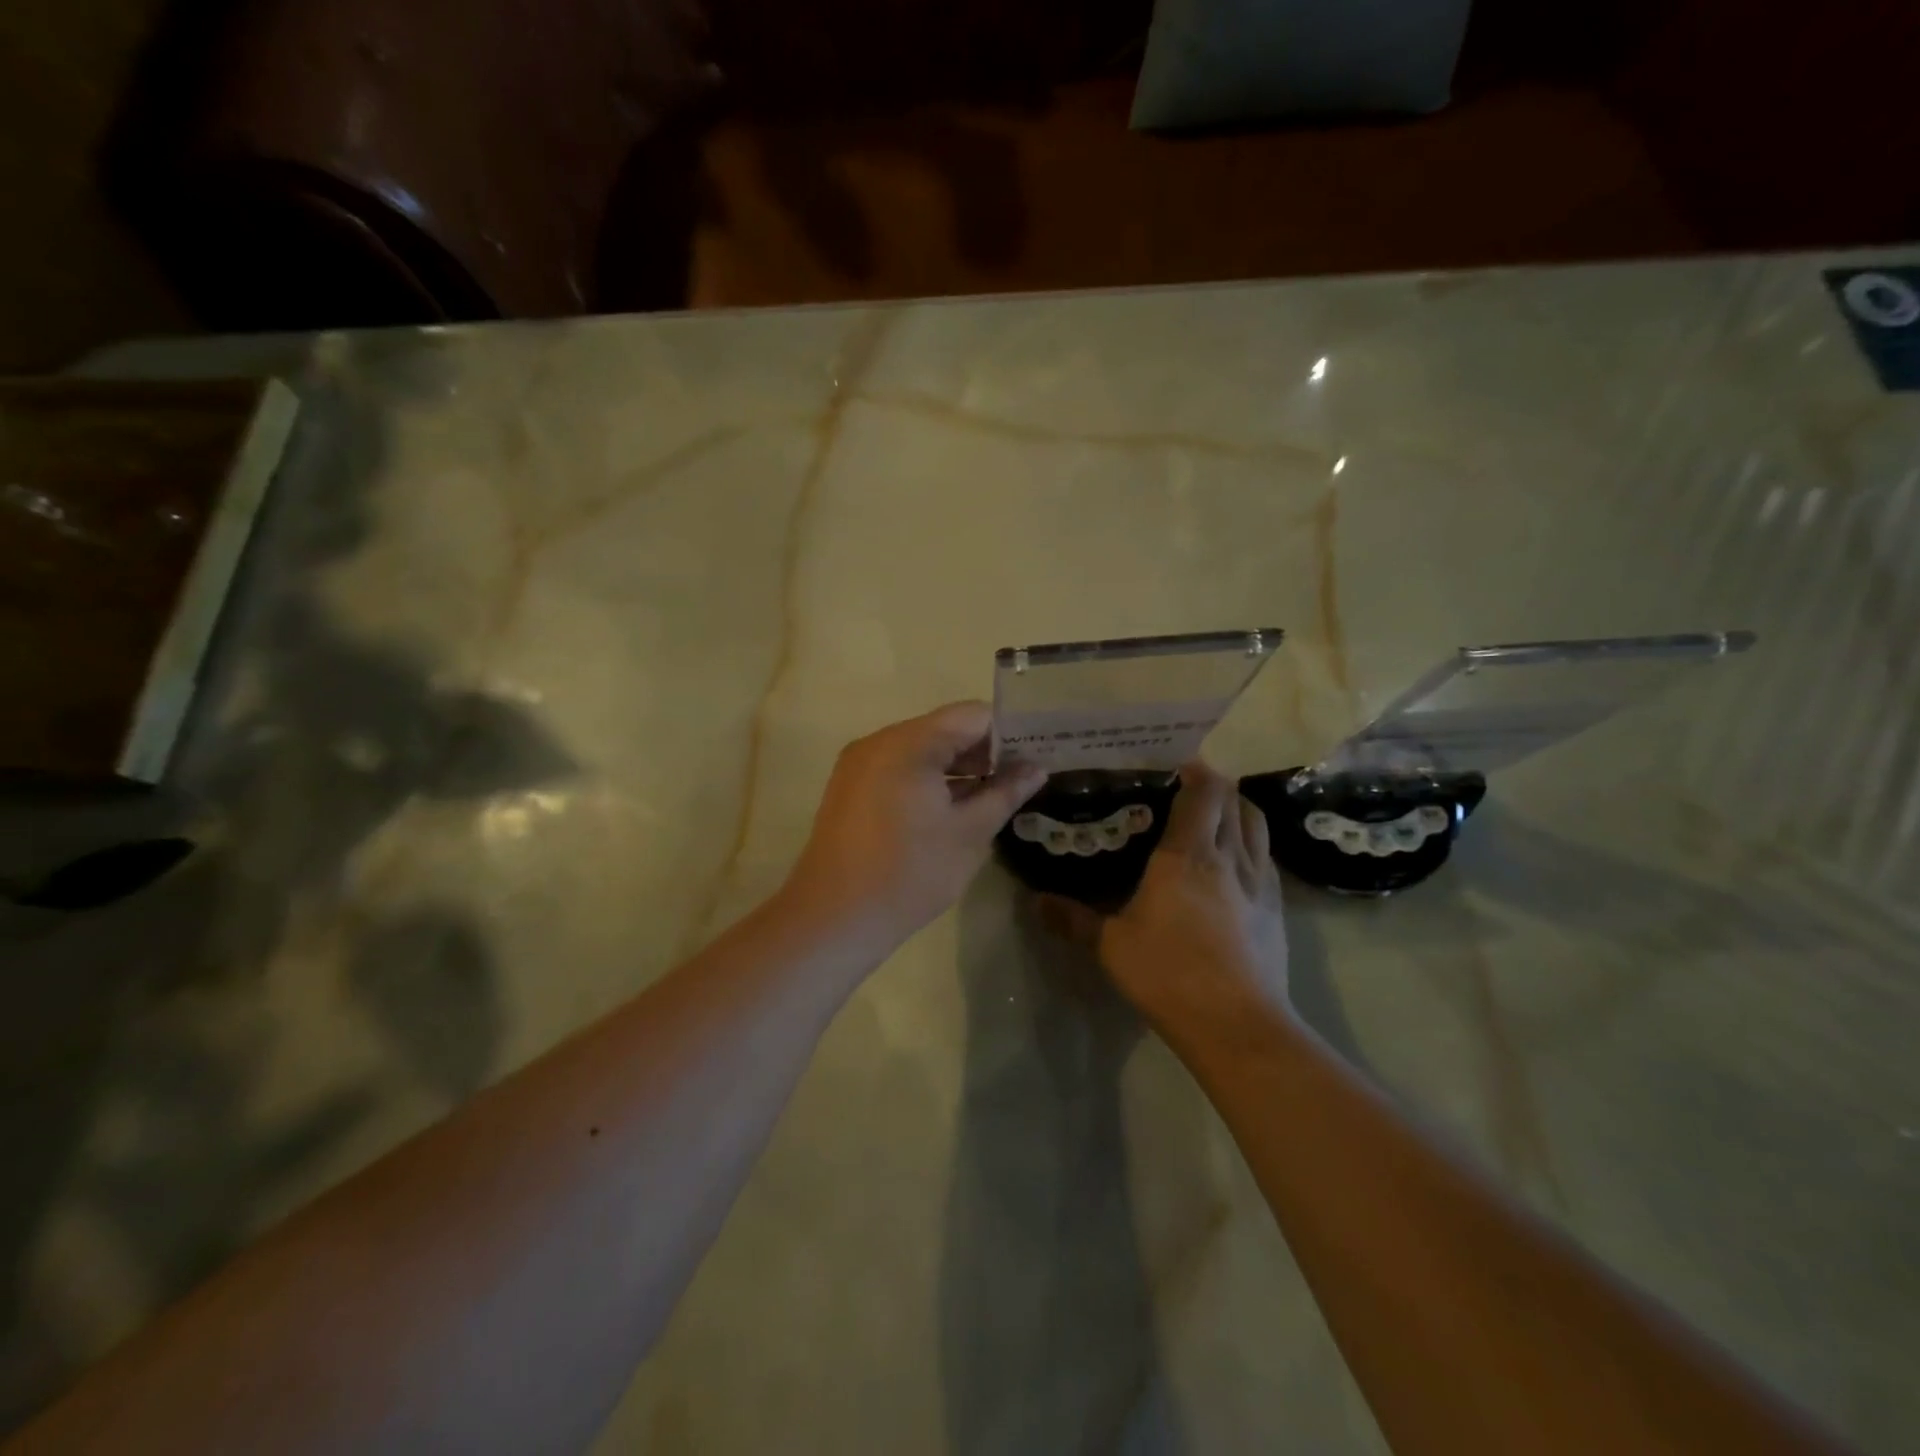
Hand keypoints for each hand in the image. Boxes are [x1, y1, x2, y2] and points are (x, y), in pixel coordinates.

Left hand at [784, 702, 1046, 948]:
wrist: (834, 918)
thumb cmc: (909, 873)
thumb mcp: (969, 833)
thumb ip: (1005, 793)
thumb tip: (1036, 769)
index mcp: (909, 743)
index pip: (972, 715)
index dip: (1009, 732)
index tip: (1037, 754)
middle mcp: (880, 741)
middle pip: (945, 729)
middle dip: (985, 751)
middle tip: (1024, 776)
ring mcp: (860, 763)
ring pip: (922, 749)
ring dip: (958, 767)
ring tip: (996, 794)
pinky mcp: (850, 787)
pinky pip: (899, 768)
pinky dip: (929, 779)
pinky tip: (955, 807)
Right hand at [1048, 761, 1291, 1039]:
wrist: (1237, 1024)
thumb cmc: (1168, 973)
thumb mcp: (1110, 946)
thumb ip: (1072, 919)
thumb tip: (1034, 901)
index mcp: (1186, 854)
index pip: (1203, 792)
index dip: (1195, 771)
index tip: (1176, 765)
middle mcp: (1228, 856)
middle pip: (1234, 800)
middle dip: (1215, 786)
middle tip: (1188, 790)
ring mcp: (1258, 881)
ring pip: (1257, 824)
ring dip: (1239, 809)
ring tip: (1216, 816)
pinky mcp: (1276, 907)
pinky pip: (1266, 857)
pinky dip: (1252, 844)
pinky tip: (1235, 863)